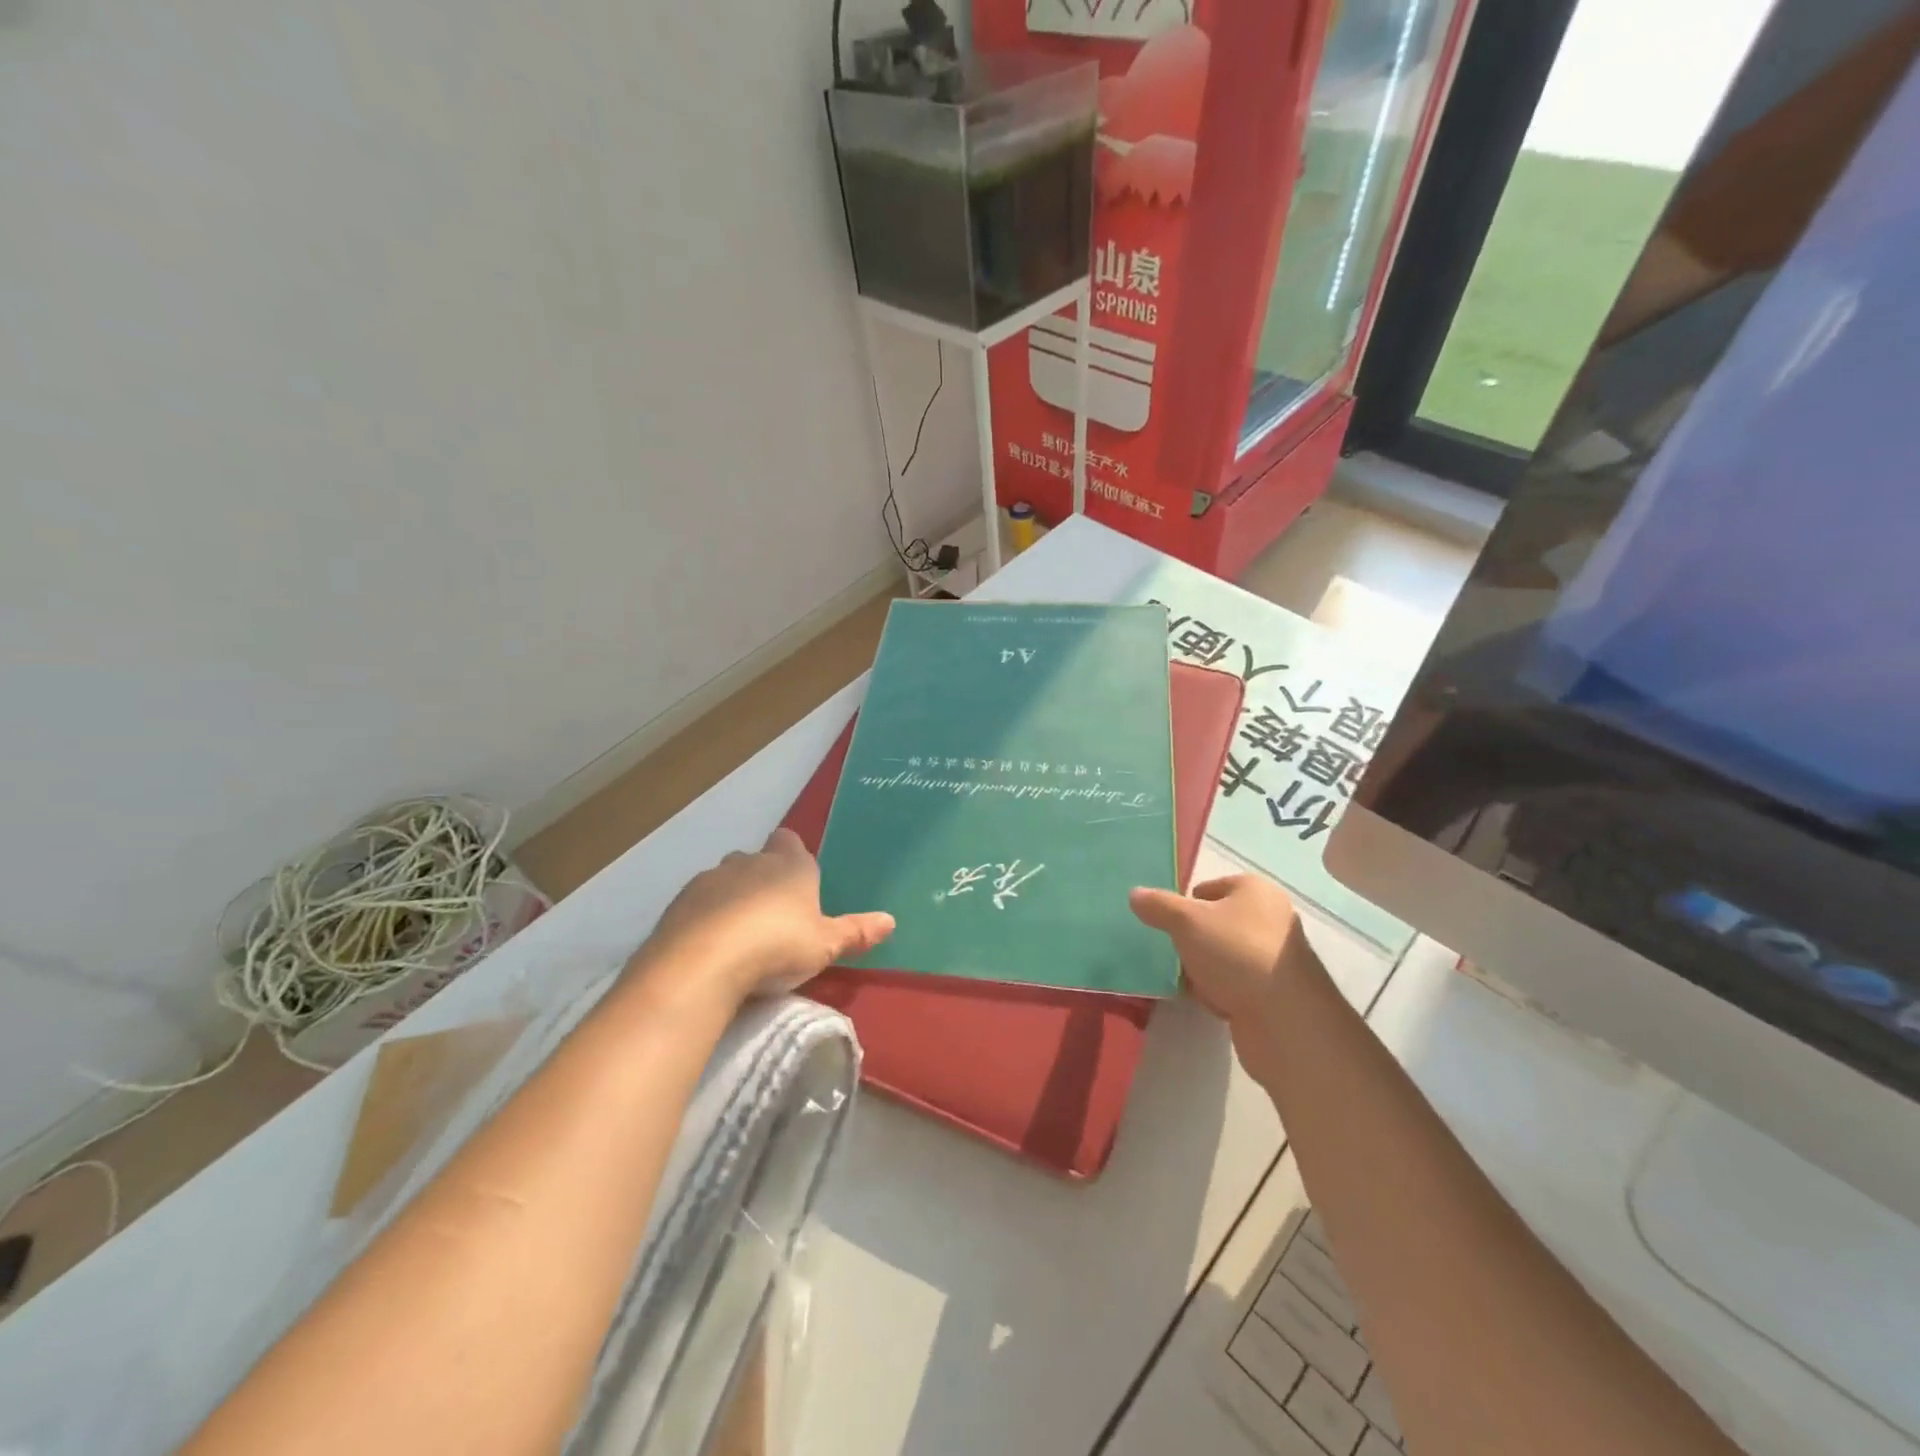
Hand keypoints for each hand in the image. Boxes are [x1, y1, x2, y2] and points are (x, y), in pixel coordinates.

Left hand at [634, 829, 894, 1005]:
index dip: (792, 855)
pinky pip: (699, 903)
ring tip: (740, 935)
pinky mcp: (680, 903)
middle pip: (757, 859)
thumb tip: (891, 920)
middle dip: (763, 878)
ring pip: (725, 880)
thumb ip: (855, 932)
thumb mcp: (824, 945)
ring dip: (732, 898)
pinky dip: (706, 917)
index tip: (798, 880)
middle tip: (773, 915)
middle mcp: (749, 862)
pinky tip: (710, 946)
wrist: (703, 963)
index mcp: (789, 865)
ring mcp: (710, 879)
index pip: (790, 841)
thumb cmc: (777, 946)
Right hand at [1129, 875, 1324, 1083]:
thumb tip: (1134, 893)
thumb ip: (1158, 906)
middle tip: (1171, 951)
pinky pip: (1233, 983)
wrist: (1286, 1021)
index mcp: (1255, 891)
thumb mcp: (1187, 922)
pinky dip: (1217, 990)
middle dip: (1191, 938)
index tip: (1166, 924)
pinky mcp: (1272, 992)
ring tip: (1183, 978)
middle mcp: (1269, 918)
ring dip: (1201, 966)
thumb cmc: (1237, 954)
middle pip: (1215, 922)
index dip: (1185, 904)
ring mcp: (1273, 958)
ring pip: (1222, 955)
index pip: (1209, 887)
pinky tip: (1204, 1000)